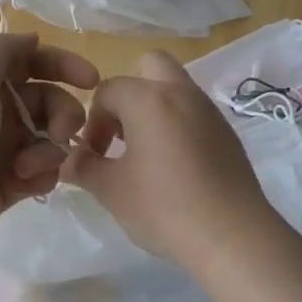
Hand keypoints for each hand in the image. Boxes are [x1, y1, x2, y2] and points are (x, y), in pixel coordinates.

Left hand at [0, 32, 97, 263]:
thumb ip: (1, 50)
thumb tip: (31, 39)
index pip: (29, 60)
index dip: (62, 64)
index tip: (91, 80)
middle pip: (48, 100)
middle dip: (63, 114)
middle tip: (60, 134)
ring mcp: (0, 150)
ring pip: (50, 138)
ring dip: (50, 150)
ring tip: (28, 168)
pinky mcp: (9, 184)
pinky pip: (44, 171)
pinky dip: (42, 175)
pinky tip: (24, 185)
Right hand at [61, 50, 276, 268]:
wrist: (232, 236)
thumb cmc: (163, 207)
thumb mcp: (111, 190)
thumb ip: (84, 168)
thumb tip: (69, 159)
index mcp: (149, 99)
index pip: (108, 90)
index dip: (92, 121)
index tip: (93, 156)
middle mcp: (182, 93)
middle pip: (150, 66)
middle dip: (129, 93)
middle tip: (122, 134)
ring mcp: (210, 112)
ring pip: (176, 90)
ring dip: (154, 111)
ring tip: (144, 157)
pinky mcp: (228, 135)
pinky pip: (195, 115)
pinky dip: (178, 127)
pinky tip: (174, 170)